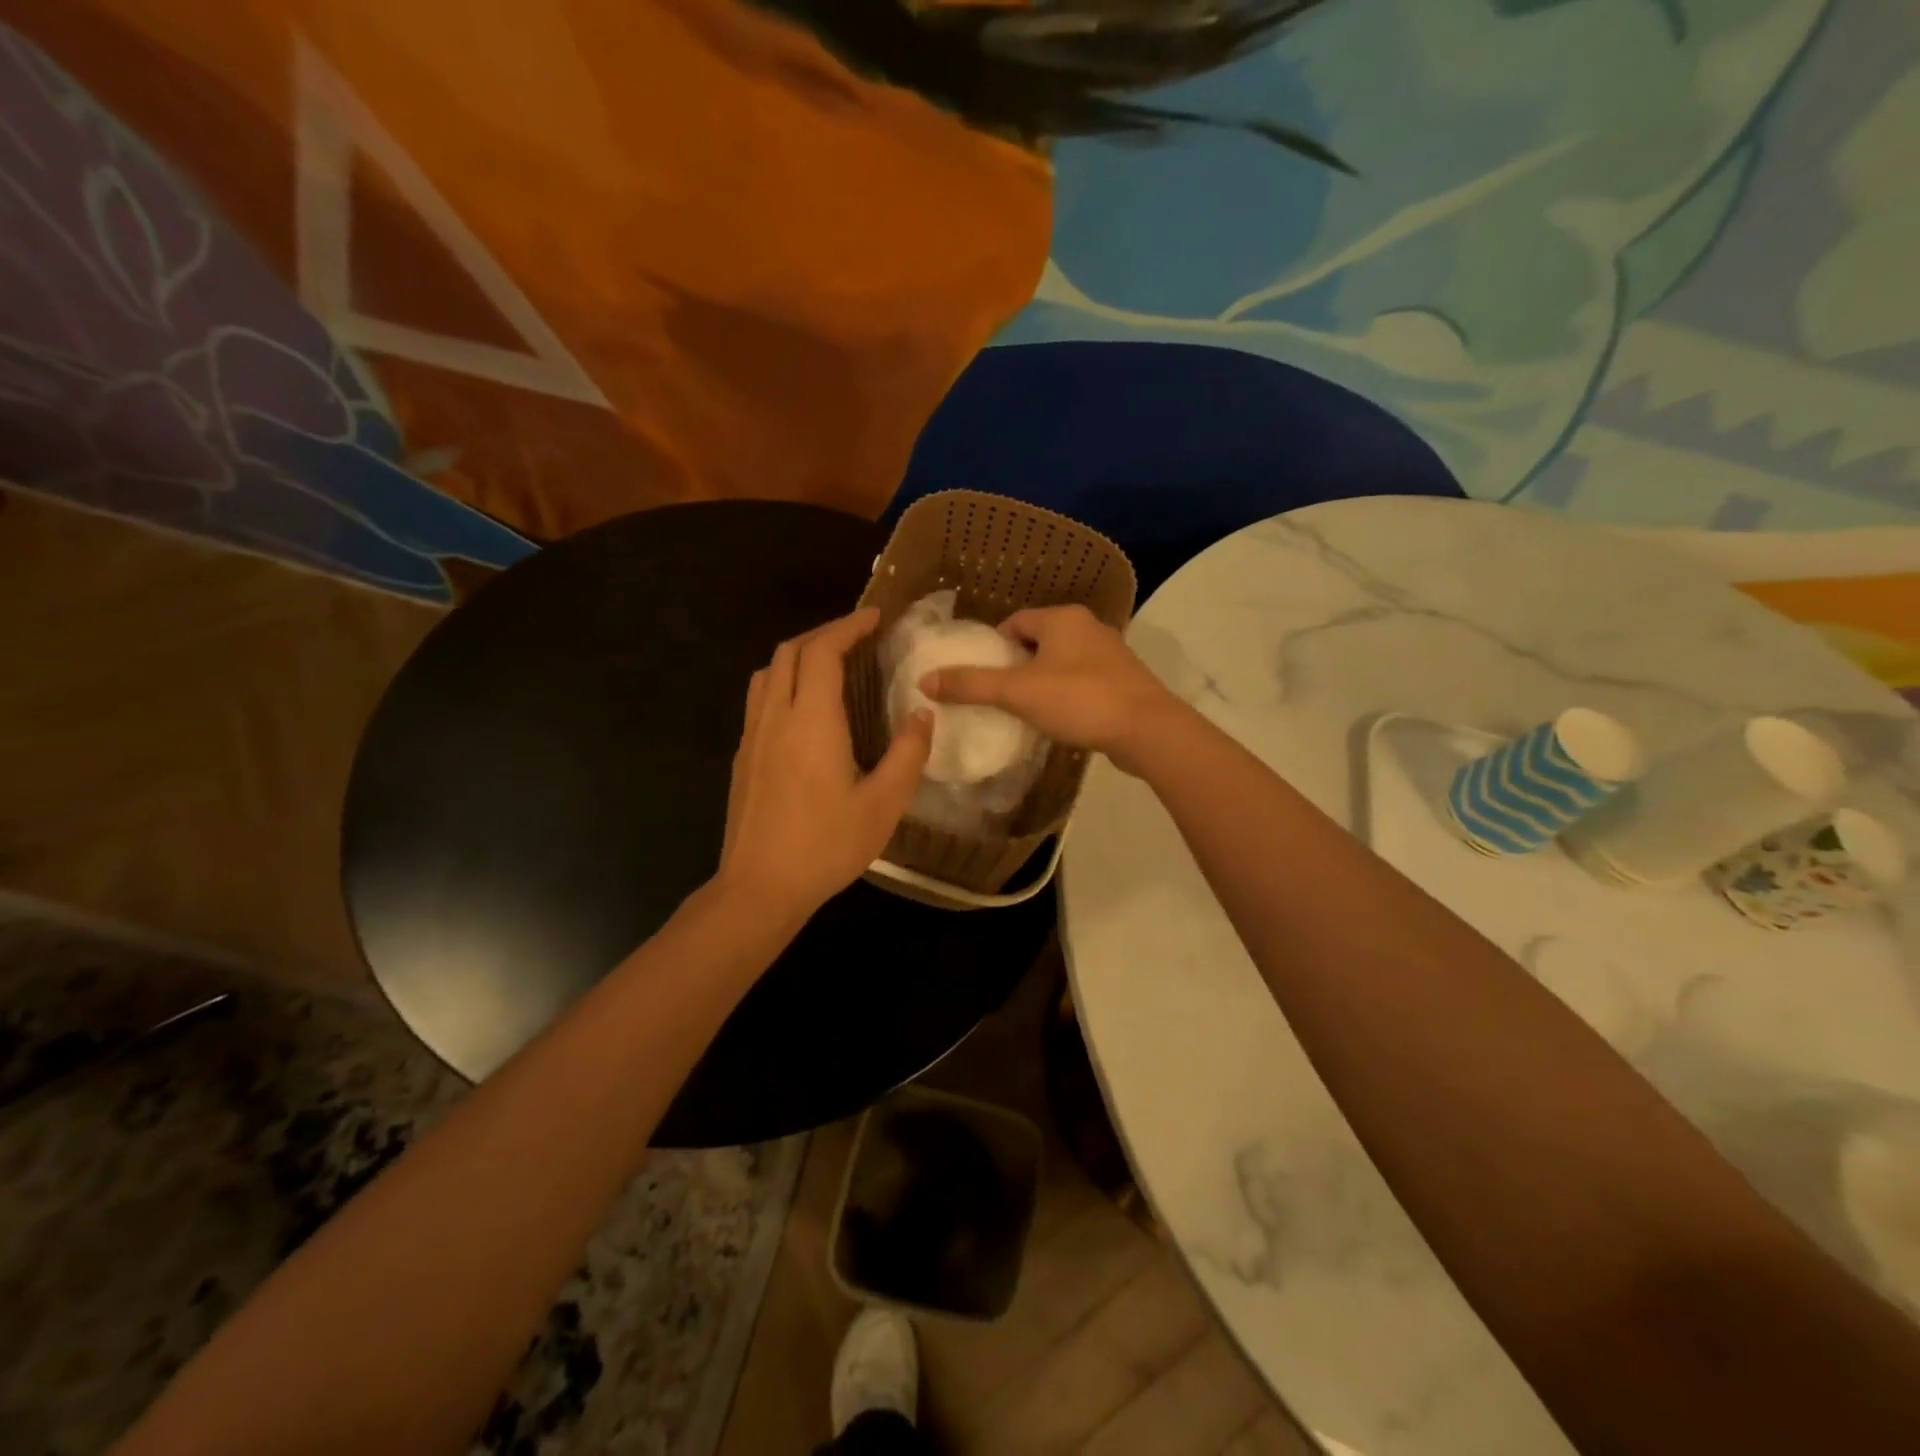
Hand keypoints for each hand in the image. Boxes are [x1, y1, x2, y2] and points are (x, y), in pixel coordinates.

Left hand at [716, 609, 932, 923]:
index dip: (848, 626)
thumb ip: (907, 754)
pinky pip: (760, 699)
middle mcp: (776, 717)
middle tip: (858, 637)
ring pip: (767, 672)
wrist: (760, 887)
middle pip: (790, 652)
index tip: (875, 616)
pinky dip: (784, 682)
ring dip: (799, 655)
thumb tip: (922, 714)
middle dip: (824, 634)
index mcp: (811, 721)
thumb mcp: (884, 804)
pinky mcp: (743, 757)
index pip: (823, 651)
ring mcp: (752, 737)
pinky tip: (805, 710)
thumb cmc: (826, 846)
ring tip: (831, 664)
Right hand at [920, 605, 1184, 775]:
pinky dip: (1066, 695)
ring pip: (1062, 662)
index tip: (981, 675)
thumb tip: (925, 680)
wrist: (1147, 730)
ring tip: (1024, 710)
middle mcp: (1088, 627)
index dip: (993, 646)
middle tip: (998, 696)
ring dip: (1042, 681)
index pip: (1015, 622)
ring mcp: (1110, 654)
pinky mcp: (1124, 681)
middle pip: (1038, 641)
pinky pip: (1082, 681)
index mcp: (1062, 618)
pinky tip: (1059, 720)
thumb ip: (971, 685)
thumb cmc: (1079, 700)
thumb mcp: (1017, 692)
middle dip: (1016, 665)